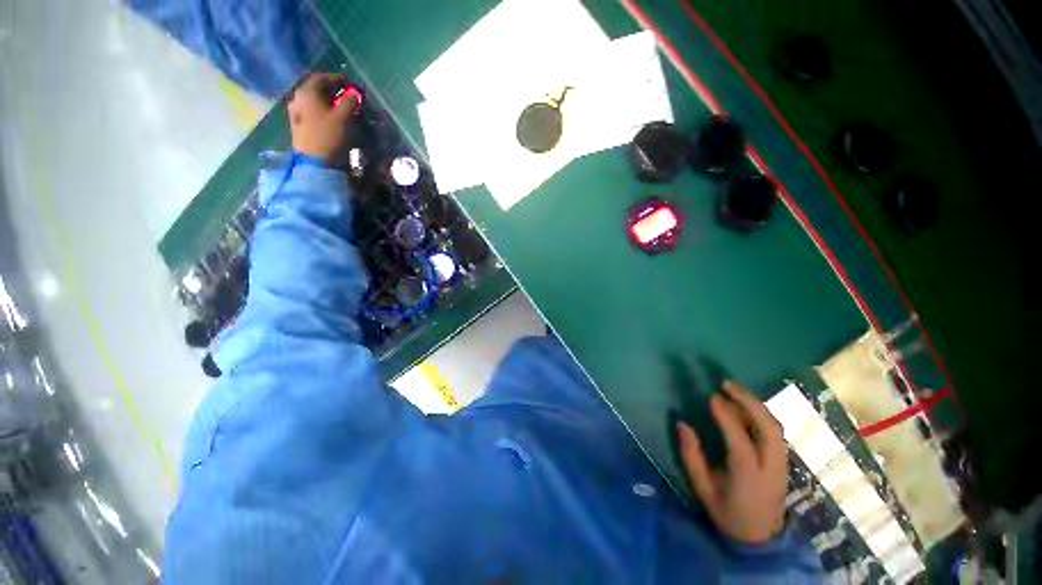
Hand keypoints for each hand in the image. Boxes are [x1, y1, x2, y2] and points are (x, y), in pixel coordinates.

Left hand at [288, 73, 358, 161]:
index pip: (321, 77)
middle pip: (315, 88)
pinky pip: (310, 110)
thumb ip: (349, 102)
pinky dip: (321, 109)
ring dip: (326, 100)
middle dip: (330, 89)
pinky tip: (329, 116)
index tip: (348, 82)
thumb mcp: (343, 117)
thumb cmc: (329, 136)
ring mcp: (295, 111)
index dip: (336, 78)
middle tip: (344, 93)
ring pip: (312, 99)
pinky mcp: (297, 124)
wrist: (314, 161)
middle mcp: (298, 97)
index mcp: (307, 92)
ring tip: (338, 106)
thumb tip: (354, 94)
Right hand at [676, 381, 787, 544]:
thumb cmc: (728, 513)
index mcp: (748, 476)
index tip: (712, 397)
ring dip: (755, 404)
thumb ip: (691, 456)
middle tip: (726, 384)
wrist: (761, 539)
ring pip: (775, 427)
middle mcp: (771, 467)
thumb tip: (682, 424)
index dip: (727, 417)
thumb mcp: (703, 489)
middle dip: (749, 401)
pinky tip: (745, 407)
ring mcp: (782, 464)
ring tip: (734, 390)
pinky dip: (760, 414)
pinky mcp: (784, 462)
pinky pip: (775, 431)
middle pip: (768, 428)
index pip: (740, 441)